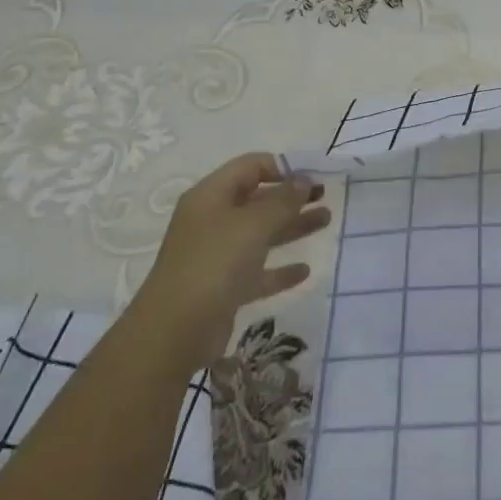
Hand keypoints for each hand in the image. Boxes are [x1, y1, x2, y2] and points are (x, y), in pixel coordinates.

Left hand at [128, 153, 331, 371]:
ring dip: (292, 226)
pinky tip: (305, 271)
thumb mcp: (253, 224)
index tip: (313, 176)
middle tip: (326, 196)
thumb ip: (283, 200)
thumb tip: (304, 179)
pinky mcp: (223, 288)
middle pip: (257, 200)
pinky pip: (258, 271)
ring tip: (326, 221)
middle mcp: (212, 221)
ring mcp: (216, 255)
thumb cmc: (214, 263)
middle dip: (292, 196)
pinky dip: (280, 268)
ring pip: (261, 233)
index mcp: (211, 196)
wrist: (174, 332)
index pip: (250, 167)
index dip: (282, 167)